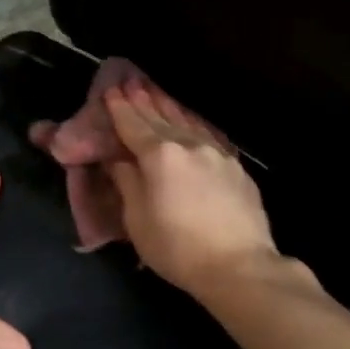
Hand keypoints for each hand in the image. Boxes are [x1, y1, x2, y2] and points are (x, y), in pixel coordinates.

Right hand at [105, 85, 279, 296]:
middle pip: (161, 118)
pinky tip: (191, 123)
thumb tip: (119, 160)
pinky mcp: (236, 168)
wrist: (239, 266)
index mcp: (160, 156)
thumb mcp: (138, 221)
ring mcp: (217, 154)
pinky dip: (192, 124)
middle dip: (144, 100)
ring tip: (157, 92)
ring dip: (169, 107)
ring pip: (188, 122)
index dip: (120, 109)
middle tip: (131, 82)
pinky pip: (207, 136)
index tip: (110, 90)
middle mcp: (189, 145)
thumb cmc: (178, 248)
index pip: (133, 126)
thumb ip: (127, 183)